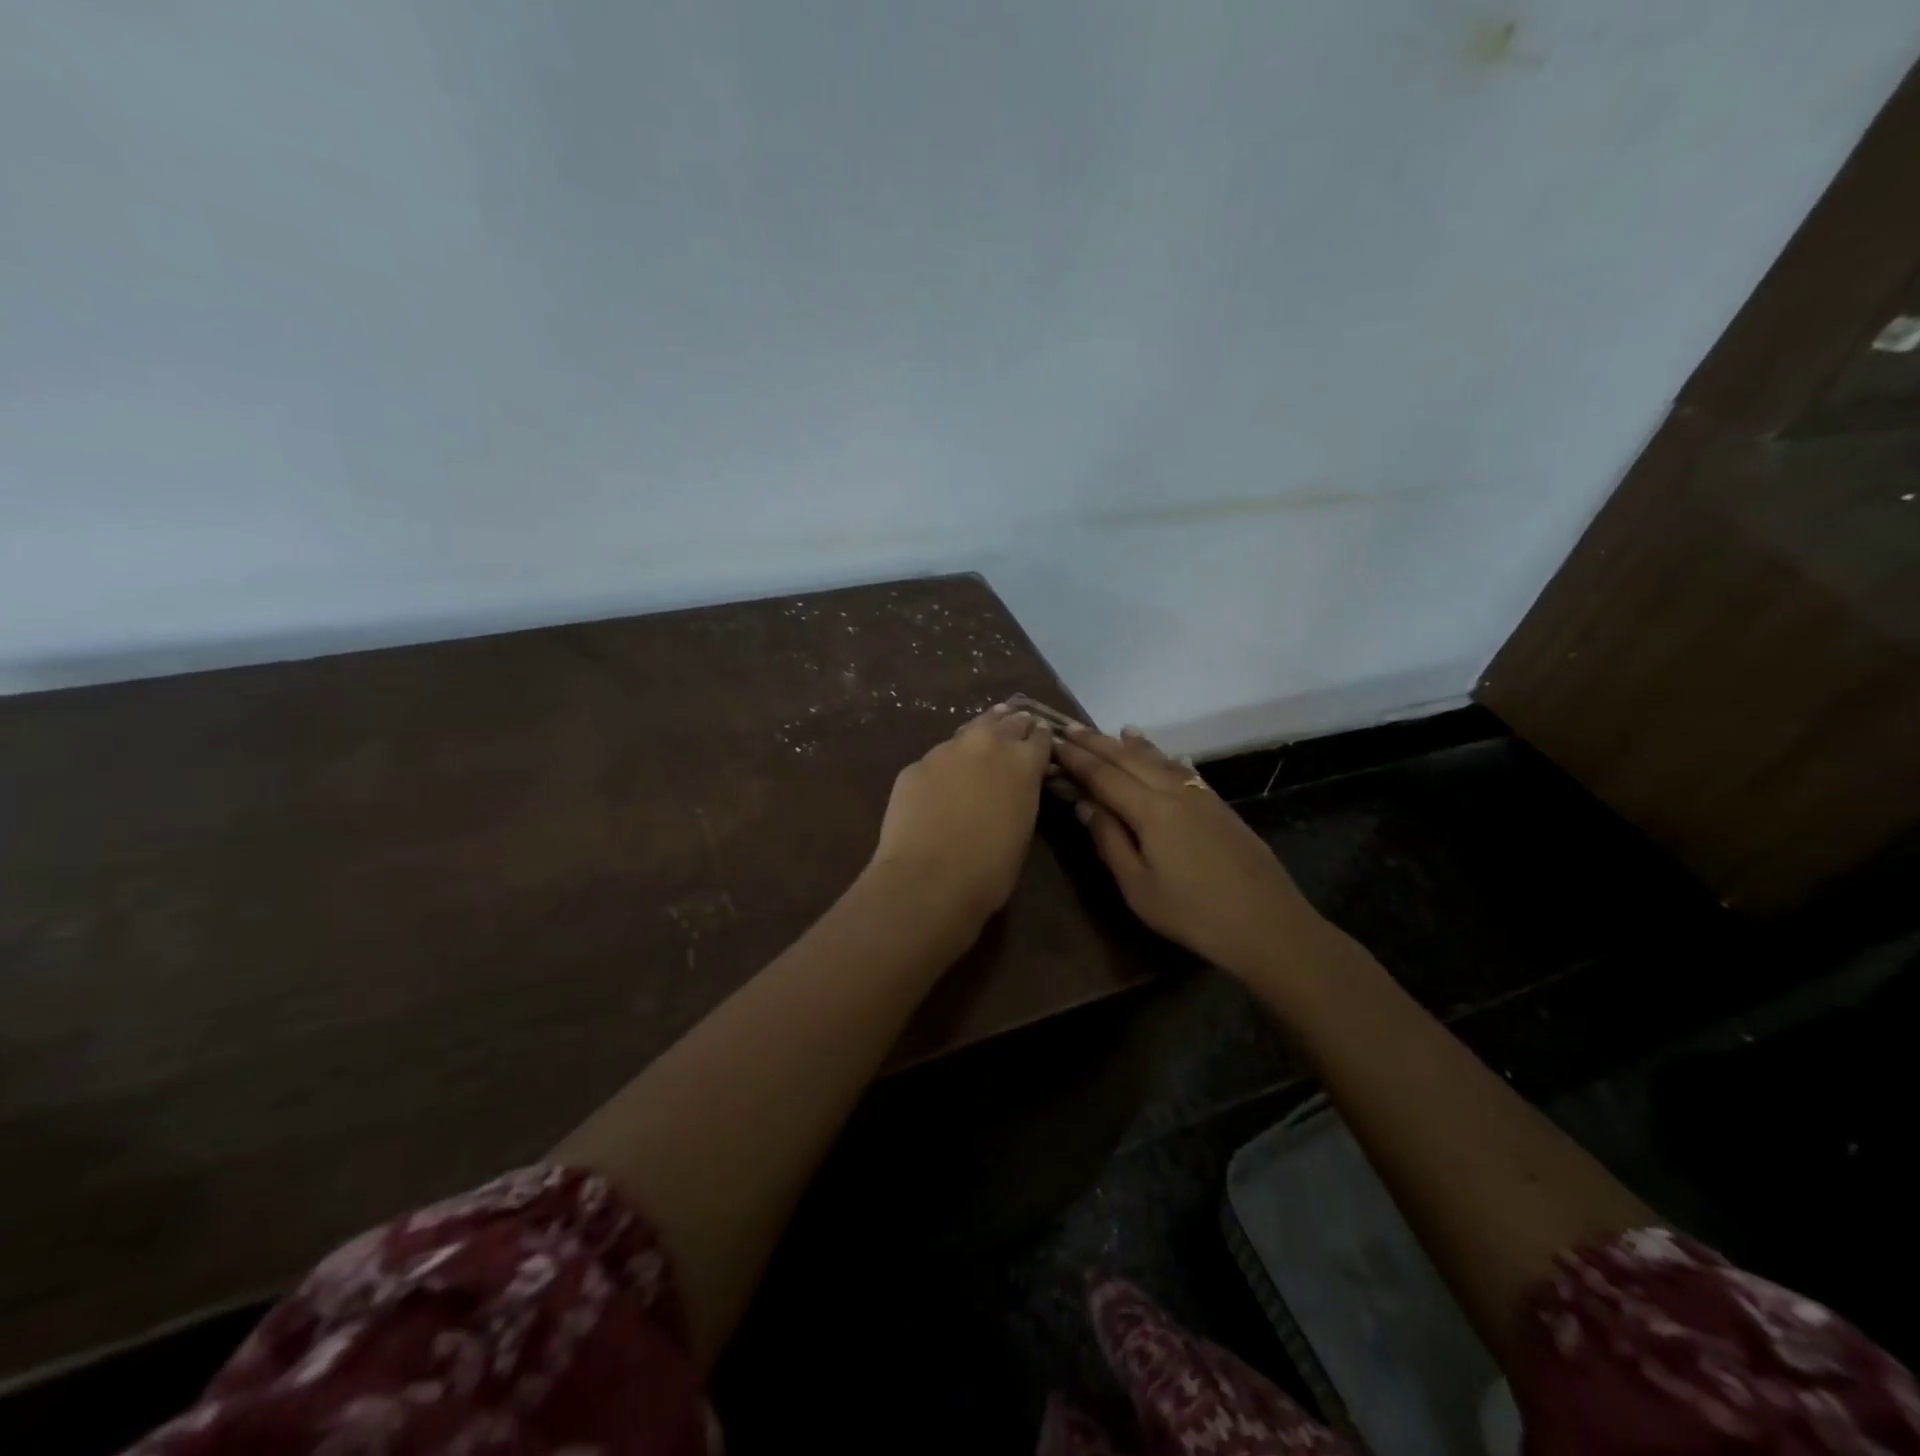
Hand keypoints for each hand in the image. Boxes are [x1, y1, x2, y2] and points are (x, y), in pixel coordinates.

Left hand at [869, 703, 1052, 925]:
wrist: (927, 880)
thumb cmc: (989, 870)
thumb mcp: (1023, 830)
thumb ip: (1022, 796)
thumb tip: (1014, 788)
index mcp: (1024, 762)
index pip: (1041, 736)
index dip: (1042, 739)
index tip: (1042, 743)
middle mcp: (987, 743)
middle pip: (1007, 721)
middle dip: (1013, 727)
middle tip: (1015, 734)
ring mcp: (946, 750)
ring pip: (969, 730)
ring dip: (979, 736)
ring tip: (981, 743)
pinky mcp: (915, 765)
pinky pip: (937, 758)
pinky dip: (945, 764)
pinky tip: (941, 781)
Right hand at [1053, 726, 1322, 980]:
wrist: (1267, 924)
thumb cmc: (1192, 913)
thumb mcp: (1138, 887)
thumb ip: (1110, 840)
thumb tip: (1084, 804)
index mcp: (1150, 810)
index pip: (1103, 775)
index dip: (1077, 758)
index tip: (1053, 742)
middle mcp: (1174, 792)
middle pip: (1130, 759)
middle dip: (1098, 743)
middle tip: (1071, 729)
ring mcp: (1201, 796)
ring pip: (1160, 760)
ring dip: (1133, 745)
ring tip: (1115, 731)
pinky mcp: (1220, 807)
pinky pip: (1185, 770)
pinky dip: (1167, 757)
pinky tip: (1167, 756)